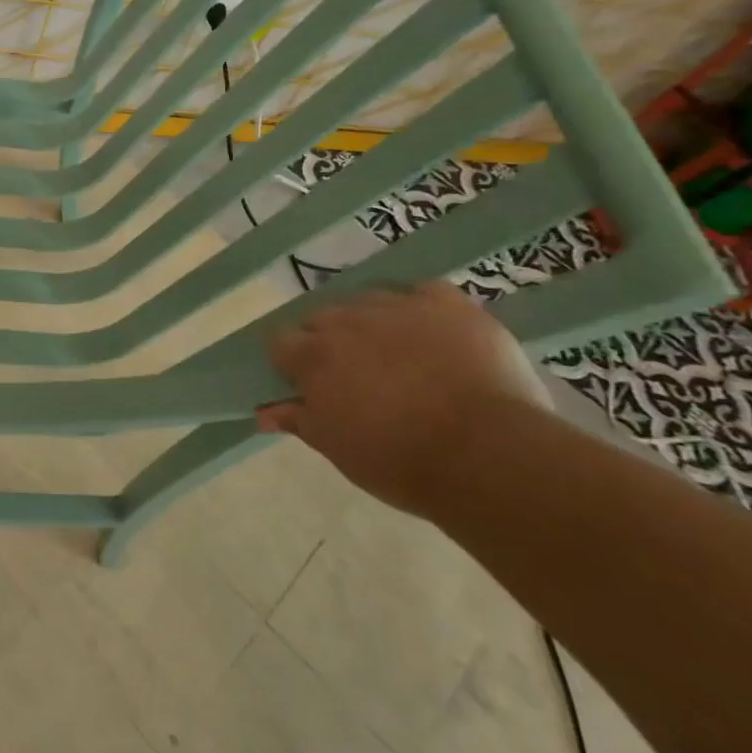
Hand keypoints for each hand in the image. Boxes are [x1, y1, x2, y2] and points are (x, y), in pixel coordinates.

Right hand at [258, 281, 551, 515]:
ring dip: (372, 322)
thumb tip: (263, 412)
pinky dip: (421, 307)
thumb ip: (299, 420)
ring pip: (369, 301)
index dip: (291, 362)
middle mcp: (347, 320)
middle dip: (329, 340)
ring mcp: (398, 306)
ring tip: (398, 355)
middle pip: (322, 317)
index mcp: (314, 356)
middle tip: (354, 375)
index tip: (307, 384)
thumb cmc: (400, 460)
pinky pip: (423, 292)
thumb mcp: (338, 449)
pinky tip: (433, 332)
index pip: (281, 341)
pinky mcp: (448, 303)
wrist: (488, 455)